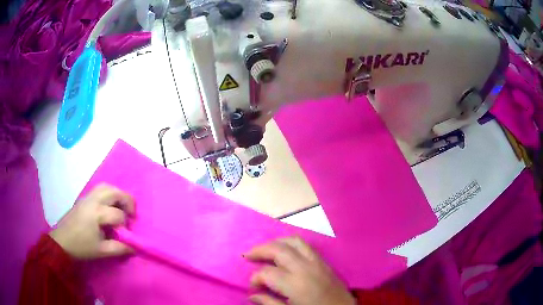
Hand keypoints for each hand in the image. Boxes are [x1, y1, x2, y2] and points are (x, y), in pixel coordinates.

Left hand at [49, 184, 134, 258]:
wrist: (62, 241)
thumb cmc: (81, 247)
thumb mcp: (101, 251)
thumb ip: (119, 248)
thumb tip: (134, 247)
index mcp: (97, 213)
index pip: (118, 214)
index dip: (125, 225)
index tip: (126, 235)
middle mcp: (93, 200)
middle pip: (114, 192)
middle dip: (127, 201)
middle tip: (132, 213)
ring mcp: (87, 197)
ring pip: (106, 186)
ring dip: (117, 194)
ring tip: (122, 207)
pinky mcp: (84, 198)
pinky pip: (100, 189)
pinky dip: (109, 193)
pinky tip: (109, 205)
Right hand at [245, 237, 355, 304]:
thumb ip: (270, 303)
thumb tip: (253, 295)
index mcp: (296, 284)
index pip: (267, 273)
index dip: (255, 278)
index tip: (253, 287)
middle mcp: (306, 268)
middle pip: (278, 250)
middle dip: (260, 250)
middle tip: (247, 256)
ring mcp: (317, 262)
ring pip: (294, 241)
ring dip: (276, 242)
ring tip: (264, 249)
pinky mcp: (325, 262)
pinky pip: (306, 245)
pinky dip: (291, 243)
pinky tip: (285, 251)